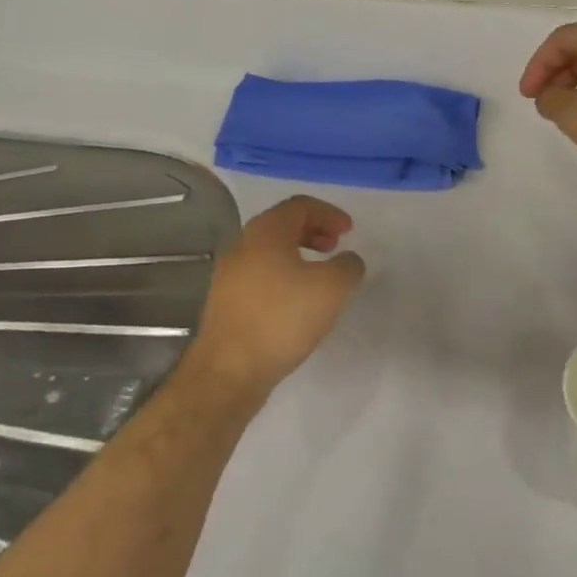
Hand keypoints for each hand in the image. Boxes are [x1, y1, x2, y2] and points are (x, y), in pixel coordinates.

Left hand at [182, 195, 365, 395]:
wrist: (228, 370)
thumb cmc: (281, 319)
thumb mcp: (331, 288)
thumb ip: (348, 266)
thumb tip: (348, 260)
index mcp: (266, 231)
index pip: (300, 205)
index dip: (328, 213)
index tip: (349, 231)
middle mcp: (243, 244)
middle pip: (282, 224)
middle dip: (313, 231)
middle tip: (335, 246)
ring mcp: (230, 274)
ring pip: (270, 251)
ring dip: (298, 254)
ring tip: (320, 275)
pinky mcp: (226, 301)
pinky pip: (260, 274)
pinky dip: (284, 275)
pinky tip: (297, 302)